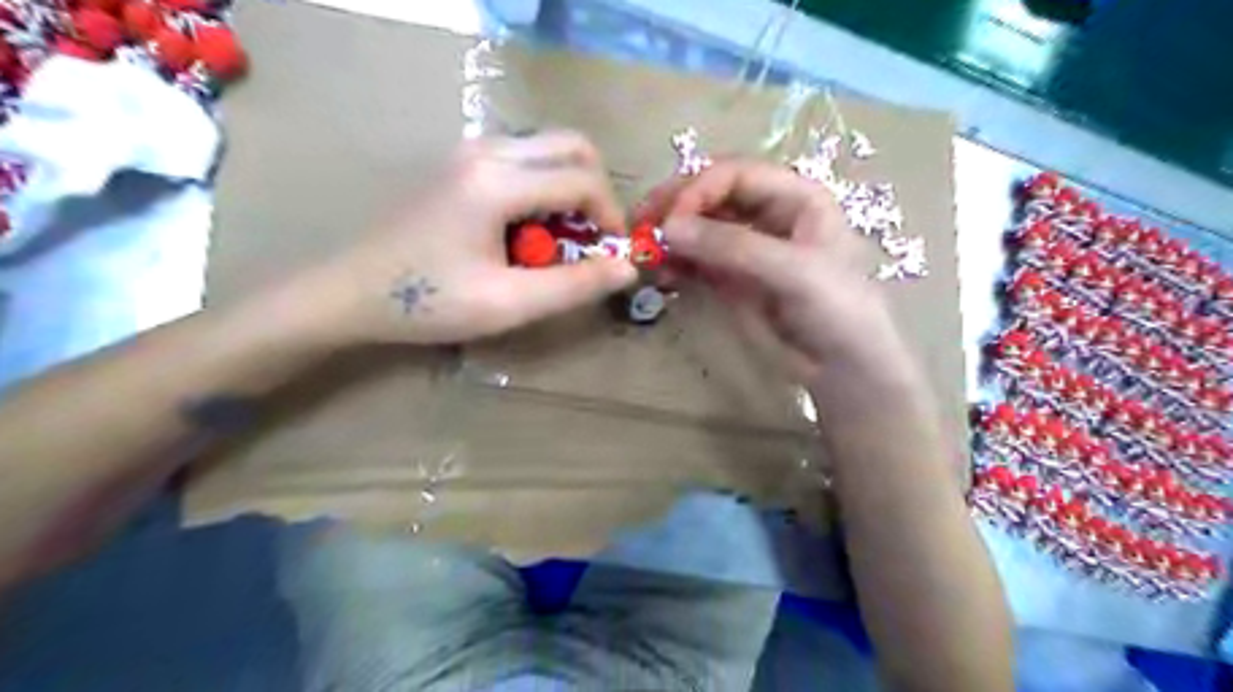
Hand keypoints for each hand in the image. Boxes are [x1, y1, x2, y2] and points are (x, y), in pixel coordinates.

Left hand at [312, 130, 633, 345]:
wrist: (350, 292)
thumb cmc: (427, 302)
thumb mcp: (508, 304)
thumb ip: (573, 286)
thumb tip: (628, 267)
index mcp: (496, 181)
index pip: (582, 180)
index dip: (610, 217)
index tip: (611, 255)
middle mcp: (486, 150)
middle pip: (572, 146)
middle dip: (596, 193)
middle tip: (591, 239)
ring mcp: (469, 152)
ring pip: (548, 150)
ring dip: (569, 190)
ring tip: (559, 241)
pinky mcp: (461, 163)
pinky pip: (524, 160)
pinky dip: (544, 189)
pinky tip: (527, 232)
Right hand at [647, 160, 912, 392]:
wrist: (843, 367)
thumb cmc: (837, 309)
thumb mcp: (793, 271)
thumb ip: (733, 247)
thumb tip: (668, 228)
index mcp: (795, 196)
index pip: (737, 175)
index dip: (700, 189)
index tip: (670, 219)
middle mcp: (768, 214)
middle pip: (713, 195)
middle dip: (677, 206)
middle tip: (640, 222)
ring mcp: (747, 247)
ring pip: (700, 228)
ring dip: (671, 234)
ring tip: (642, 249)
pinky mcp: (732, 278)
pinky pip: (697, 260)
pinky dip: (676, 262)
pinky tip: (658, 270)